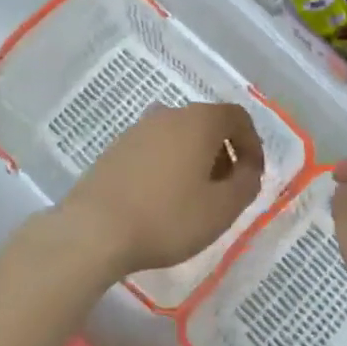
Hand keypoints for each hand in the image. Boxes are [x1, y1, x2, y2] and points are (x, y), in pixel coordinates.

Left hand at [62, 102, 264, 276]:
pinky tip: (162, 200)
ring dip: (195, 161)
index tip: (252, 176)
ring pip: (179, 137)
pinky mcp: (115, 149)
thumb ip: (247, 184)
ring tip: (194, 199)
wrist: (93, 230)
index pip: (238, 117)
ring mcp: (138, 129)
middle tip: (226, 191)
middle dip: (224, 154)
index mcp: (199, 121)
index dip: (252, 144)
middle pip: (208, 125)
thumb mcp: (222, 209)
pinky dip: (169, 166)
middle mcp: (169, 114)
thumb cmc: (167, 217)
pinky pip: (155, 149)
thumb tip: (248, 169)